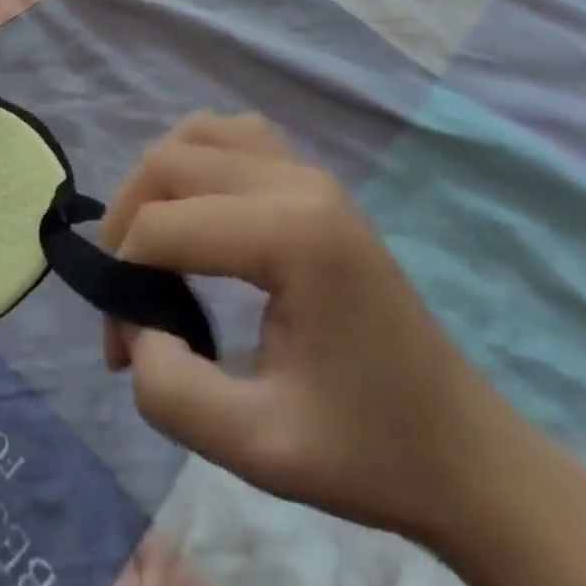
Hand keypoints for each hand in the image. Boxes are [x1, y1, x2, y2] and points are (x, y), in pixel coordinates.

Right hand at [99, 113, 496, 543]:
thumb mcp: (258, 448)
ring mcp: (310, 171)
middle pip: (170, 162)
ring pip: (199, 134)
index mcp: (292, 235)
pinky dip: (197, 161)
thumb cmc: (368, 451)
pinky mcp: (315, 180)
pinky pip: (234, 136)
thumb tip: (135, 327)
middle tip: (123, 296)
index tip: (121, 351)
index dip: (123, 281)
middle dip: (126, 221)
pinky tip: (198, 211)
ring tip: (152, 246)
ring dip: (157, 181)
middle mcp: (298, 181)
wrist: (464, 451)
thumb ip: (171, 391)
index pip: (164, 225)